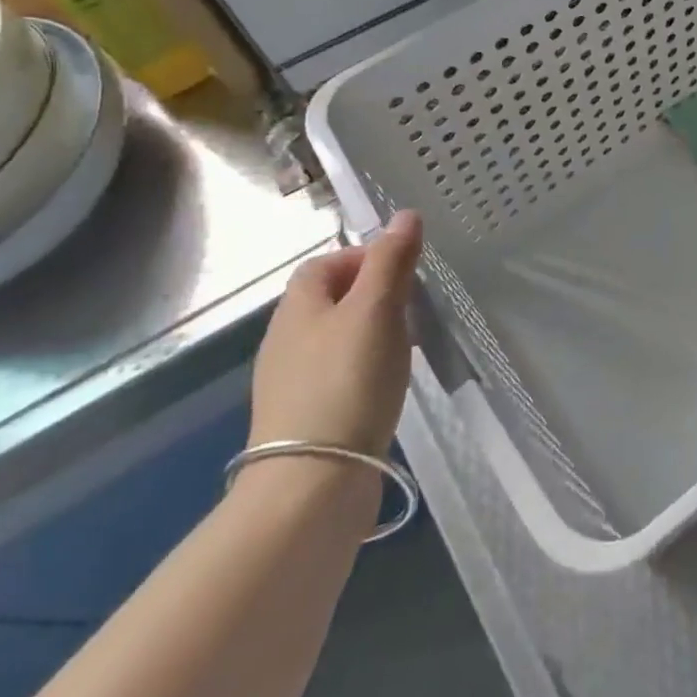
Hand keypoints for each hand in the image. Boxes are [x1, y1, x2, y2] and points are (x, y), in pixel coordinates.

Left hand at [248, 210, 423, 457]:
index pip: (324, 263)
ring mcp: (290, 384)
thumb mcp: (377, 309)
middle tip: (411, 309)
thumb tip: (405, 214)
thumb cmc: (348, 381)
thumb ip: (391, 261)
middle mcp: (285, 340)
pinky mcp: (305, 419)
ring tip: (404, 348)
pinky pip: (336, 376)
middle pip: (329, 301)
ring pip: (335, 340)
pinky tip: (384, 389)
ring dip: (369, 334)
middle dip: (371, 296)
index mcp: (297, 307)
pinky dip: (362, 371)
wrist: (313, 482)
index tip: (403, 272)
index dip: (363, 257)